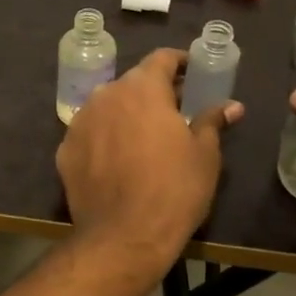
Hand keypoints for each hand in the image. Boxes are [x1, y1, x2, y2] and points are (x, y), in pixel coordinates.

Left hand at [57, 49, 241, 268]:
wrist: (123, 236)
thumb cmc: (174, 190)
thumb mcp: (204, 155)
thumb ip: (212, 121)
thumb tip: (231, 106)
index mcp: (142, 88)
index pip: (161, 58)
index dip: (180, 62)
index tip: (194, 73)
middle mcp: (106, 94)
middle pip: (133, 82)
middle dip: (155, 91)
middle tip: (176, 110)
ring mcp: (80, 121)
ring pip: (108, 106)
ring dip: (127, 113)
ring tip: (146, 137)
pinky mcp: (65, 148)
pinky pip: (91, 133)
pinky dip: (105, 138)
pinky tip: (118, 160)